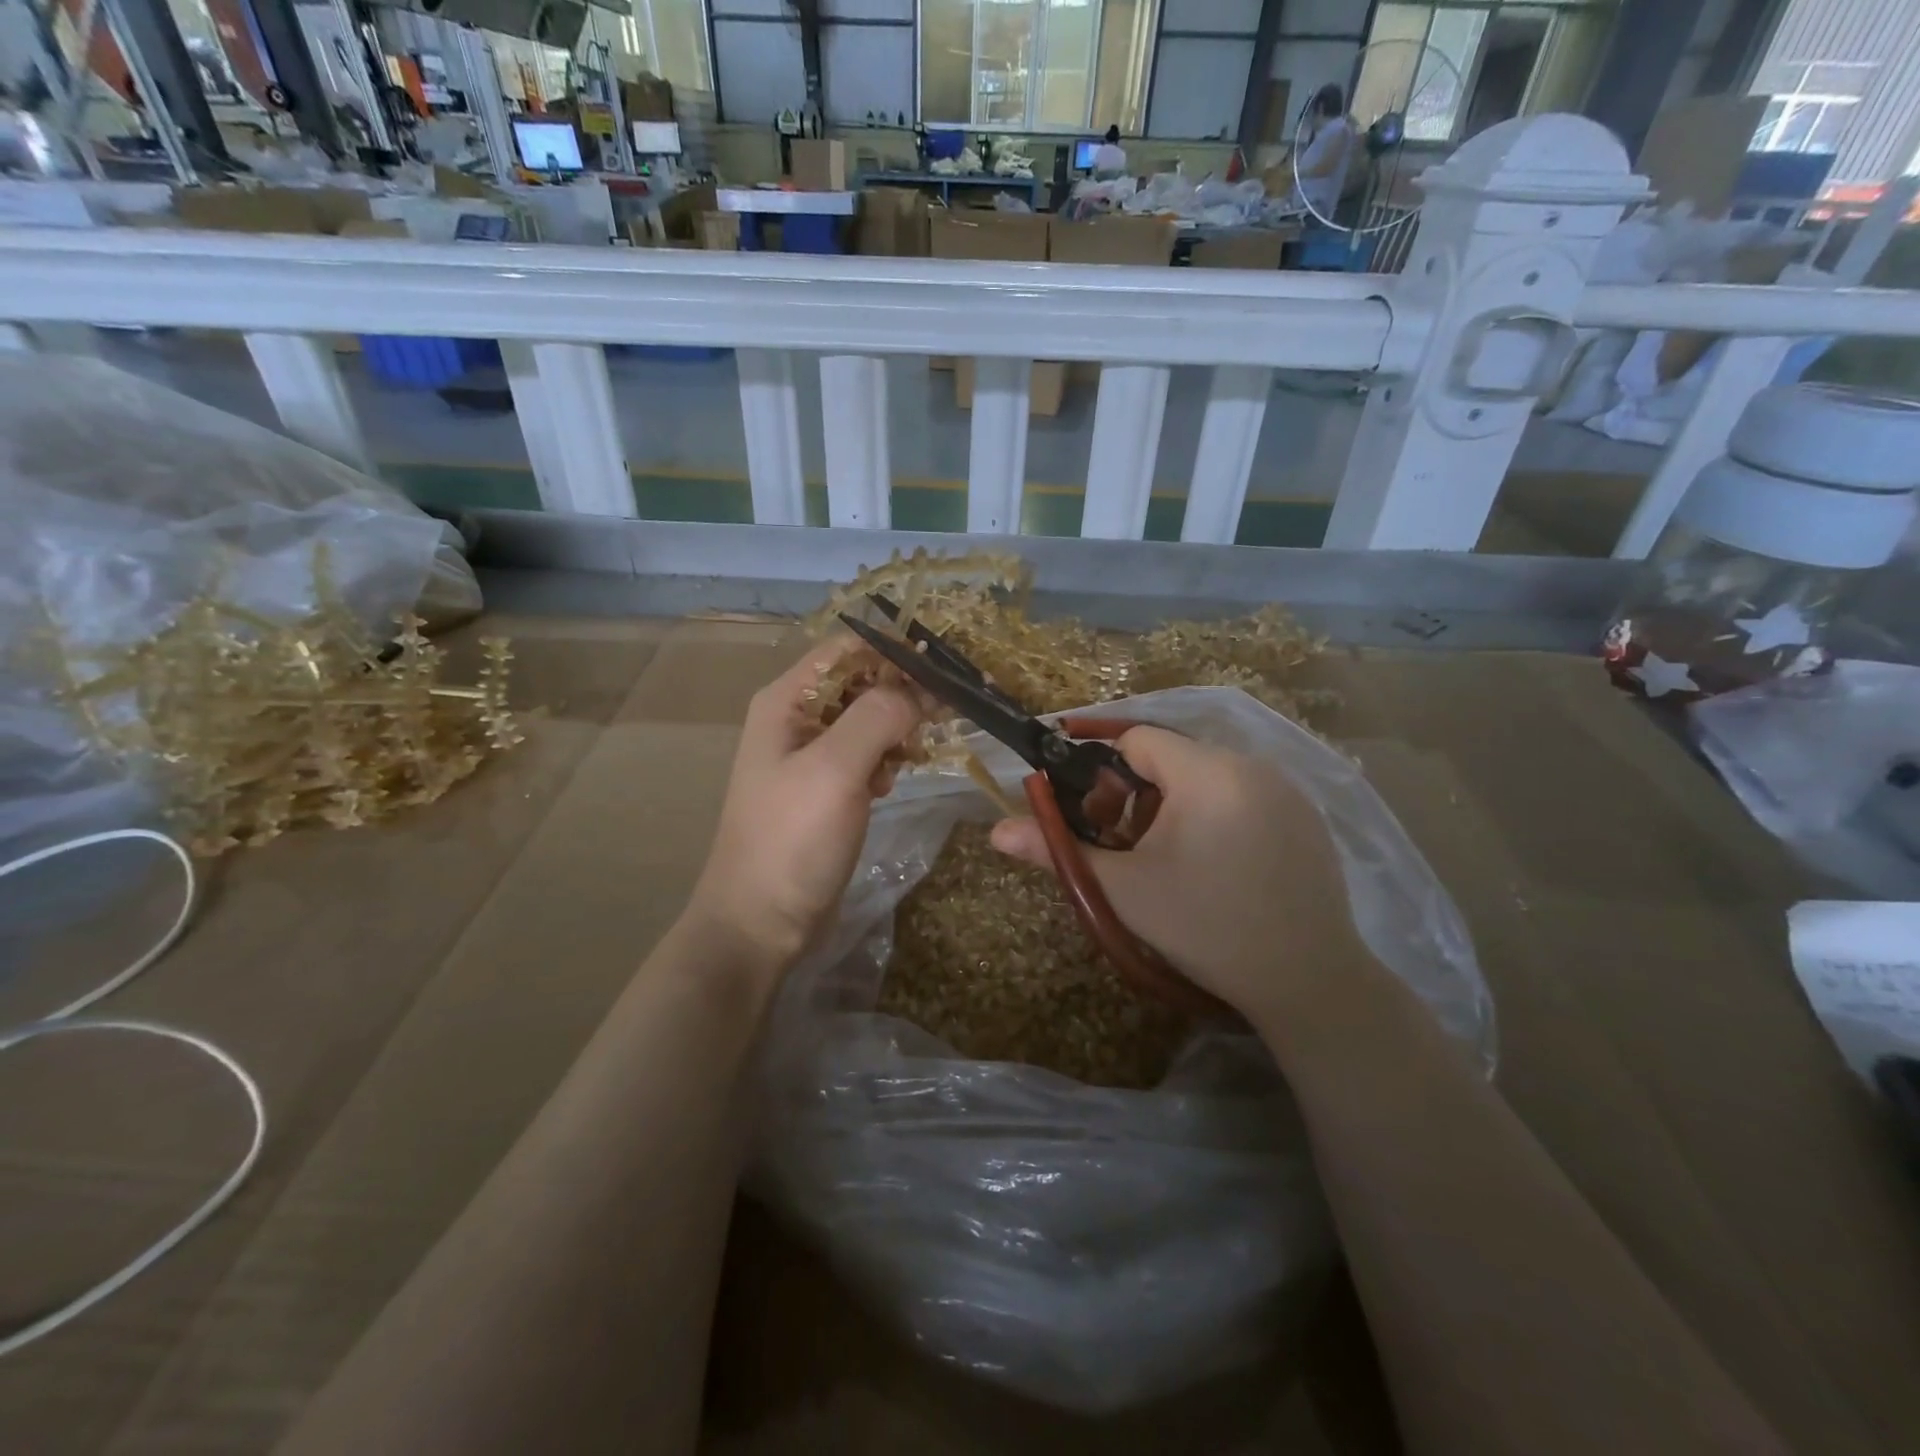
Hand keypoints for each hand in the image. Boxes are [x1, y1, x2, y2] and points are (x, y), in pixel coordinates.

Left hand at [685, 638, 921, 972]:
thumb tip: (918, 690)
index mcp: (787, 701)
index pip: (848, 649)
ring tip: (913, 757)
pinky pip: (865, 755)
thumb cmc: (792, 840)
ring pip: (868, 720)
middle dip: (903, 693)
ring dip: (897, 730)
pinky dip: (885, 761)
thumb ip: (877, 716)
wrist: (761, 922)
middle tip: (946, 714)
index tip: (945, 671)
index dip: (895, 653)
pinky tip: (889, 785)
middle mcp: (797, 719)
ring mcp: (810, 756)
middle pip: (861, 683)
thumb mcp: (835, 770)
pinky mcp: (827, 788)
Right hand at [989, 726, 1365, 1021]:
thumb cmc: (1205, 927)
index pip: (1138, 739)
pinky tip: (1220, 867)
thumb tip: (996, 832)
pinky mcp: (1308, 816)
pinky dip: (1219, 815)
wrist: (1306, 979)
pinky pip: (1245, 795)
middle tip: (1130, 847)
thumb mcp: (1125, 890)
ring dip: (1178, 805)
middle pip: (1173, 758)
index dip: (1104, 771)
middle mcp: (1252, 764)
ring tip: (1173, 861)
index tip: (1094, 814)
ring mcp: (1288, 790)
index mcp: (1207, 772)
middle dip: (1139, 795)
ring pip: (1209, 777)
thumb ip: (1059, 850)